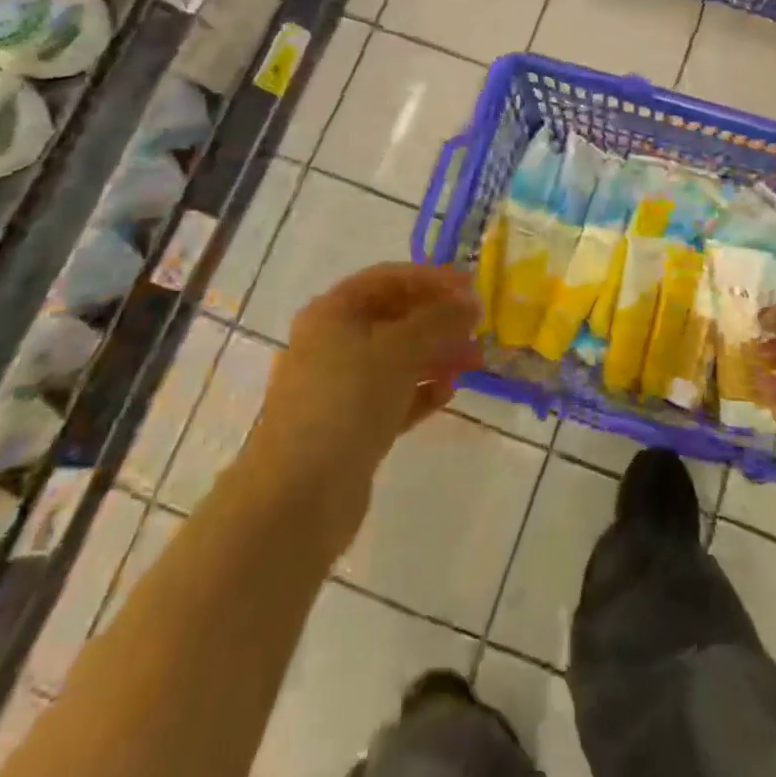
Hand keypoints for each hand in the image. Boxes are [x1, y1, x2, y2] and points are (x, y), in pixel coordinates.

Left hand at [244, 263, 479, 557]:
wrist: (298, 497)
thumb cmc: (347, 402)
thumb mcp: (399, 350)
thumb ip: (439, 320)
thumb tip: (470, 302)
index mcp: (333, 312)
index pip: (390, 278)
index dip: (432, 279)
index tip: (472, 288)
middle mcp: (332, 342)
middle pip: (395, 317)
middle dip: (438, 320)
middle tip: (477, 330)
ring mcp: (339, 386)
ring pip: (397, 358)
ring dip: (436, 355)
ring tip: (472, 364)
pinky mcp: (350, 425)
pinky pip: (393, 395)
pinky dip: (420, 391)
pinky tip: (447, 394)